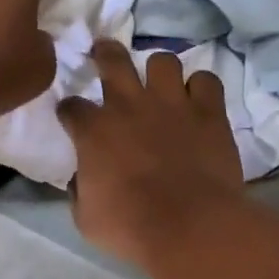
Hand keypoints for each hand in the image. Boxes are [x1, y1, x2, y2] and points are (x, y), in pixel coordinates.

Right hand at [59, 40, 242, 268]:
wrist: (189, 225)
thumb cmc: (131, 227)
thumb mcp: (86, 218)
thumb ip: (81, 191)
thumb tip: (82, 180)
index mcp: (94, 131)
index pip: (72, 107)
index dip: (70, 111)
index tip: (72, 118)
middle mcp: (129, 105)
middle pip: (112, 59)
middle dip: (105, 52)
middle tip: (104, 51)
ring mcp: (172, 103)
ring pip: (163, 60)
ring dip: (159, 70)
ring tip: (161, 82)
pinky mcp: (208, 112)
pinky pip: (206, 80)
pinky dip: (201, 88)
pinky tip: (199, 100)